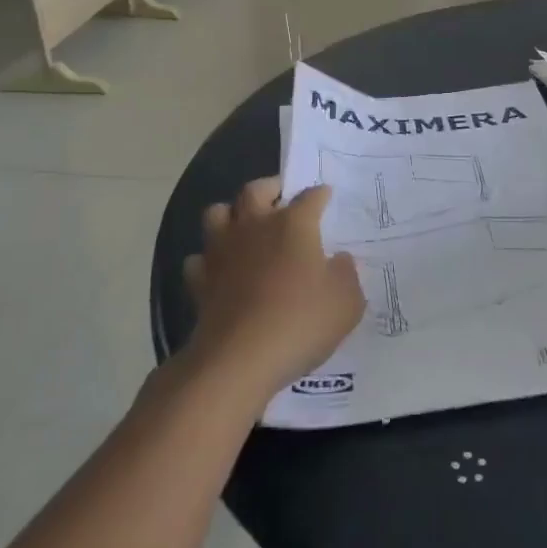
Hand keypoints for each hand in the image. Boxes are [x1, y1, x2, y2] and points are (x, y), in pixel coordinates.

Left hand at [184, 178, 363, 400]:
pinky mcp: (199, 281)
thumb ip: (346, 273)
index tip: (326, 195)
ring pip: (217, 213)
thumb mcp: (346, 301)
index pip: (310, 196)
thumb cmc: (300, 321)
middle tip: (280, 198)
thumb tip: (339, 259)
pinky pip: (199, 259)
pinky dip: (209, 259)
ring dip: (231, 214)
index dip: (320, 194)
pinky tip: (221, 270)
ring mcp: (222, 252)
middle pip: (255, 190)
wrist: (239, 360)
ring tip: (244, 226)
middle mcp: (255, 226)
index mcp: (294, 223)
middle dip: (269, 188)